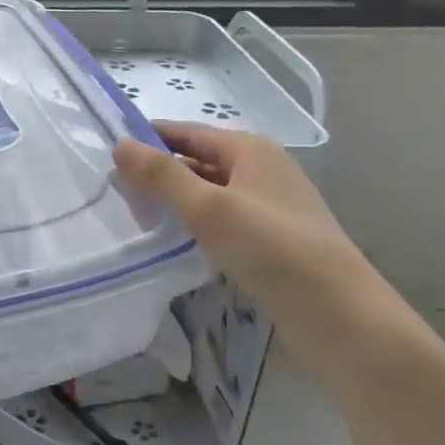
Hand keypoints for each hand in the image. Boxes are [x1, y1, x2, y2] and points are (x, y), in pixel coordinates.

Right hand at [113, 122, 364, 303]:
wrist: (336, 312)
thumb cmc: (270, 247)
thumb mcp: (208, 207)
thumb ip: (162, 175)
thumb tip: (120, 145)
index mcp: (250, 150)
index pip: (187, 132)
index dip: (149, 138)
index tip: (108, 152)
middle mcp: (261, 170)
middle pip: (198, 160)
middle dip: (159, 172)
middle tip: (114, 190)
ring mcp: (268, 205)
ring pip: (209, 192)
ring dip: (175, 200)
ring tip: (136, 216)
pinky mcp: (270, 238)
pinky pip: (221, 219)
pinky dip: (194, 223)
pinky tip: (173, 241)